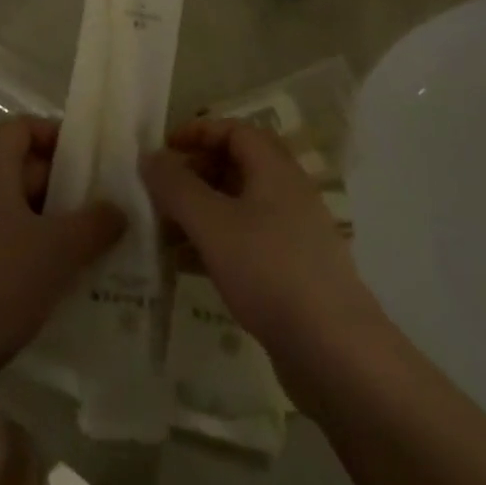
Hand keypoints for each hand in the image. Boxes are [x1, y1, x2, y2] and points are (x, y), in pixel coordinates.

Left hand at [0, 119, 123, 385]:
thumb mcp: (59, 249)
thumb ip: (96, 222)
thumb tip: (118, 209)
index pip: (25, 127)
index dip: (59, 136)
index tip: (95, 160)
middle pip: (26, 167)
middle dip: (69, 185)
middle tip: (111, 206)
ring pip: (23, 210)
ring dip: (60, 224)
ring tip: (103, 244)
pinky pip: (12, 242)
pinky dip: (41, 252)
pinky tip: (74, 278)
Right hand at [140, 120, 376, 359]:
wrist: (335, 354)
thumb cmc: (270, 272)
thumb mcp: (212, 224)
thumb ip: (176, 186)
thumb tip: (150, 156)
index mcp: (275, 169)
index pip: (235, 130)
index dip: (198, 132)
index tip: (163, 149)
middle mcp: (288, 193)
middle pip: (237, 166)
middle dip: (195, 172)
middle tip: (160, 191)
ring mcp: (293, 235)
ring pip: (239, 207)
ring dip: (201, 211)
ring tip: (164, 229)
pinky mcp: (292, 272)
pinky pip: (247, 242)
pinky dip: (216, 242)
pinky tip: (187, 266)